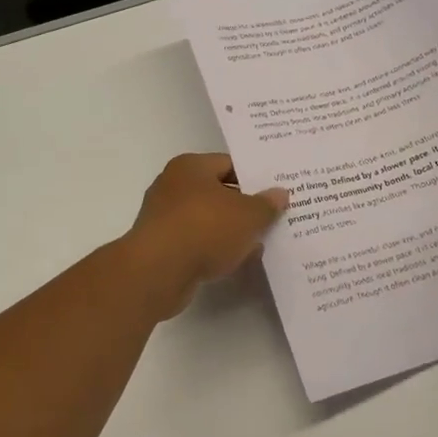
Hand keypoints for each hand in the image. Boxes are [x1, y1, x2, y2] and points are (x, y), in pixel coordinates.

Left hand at [125, 154, 287, 307]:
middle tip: (273, 218)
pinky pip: (197, 242)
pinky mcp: (162, 246)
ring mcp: (164, 217)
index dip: (255, 177)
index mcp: (190, 166)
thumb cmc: (204, 229)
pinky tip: (236, 261)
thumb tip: (279, 194)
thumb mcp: (247, 216)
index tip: (276, 192)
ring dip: (231, 231)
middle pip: (218, 192)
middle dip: (244, 207)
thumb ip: (266, 204)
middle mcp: (173, 186)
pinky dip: (215, 249)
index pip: (229, 164)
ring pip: (208, 219)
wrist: (157, 272)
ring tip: (260, 243)